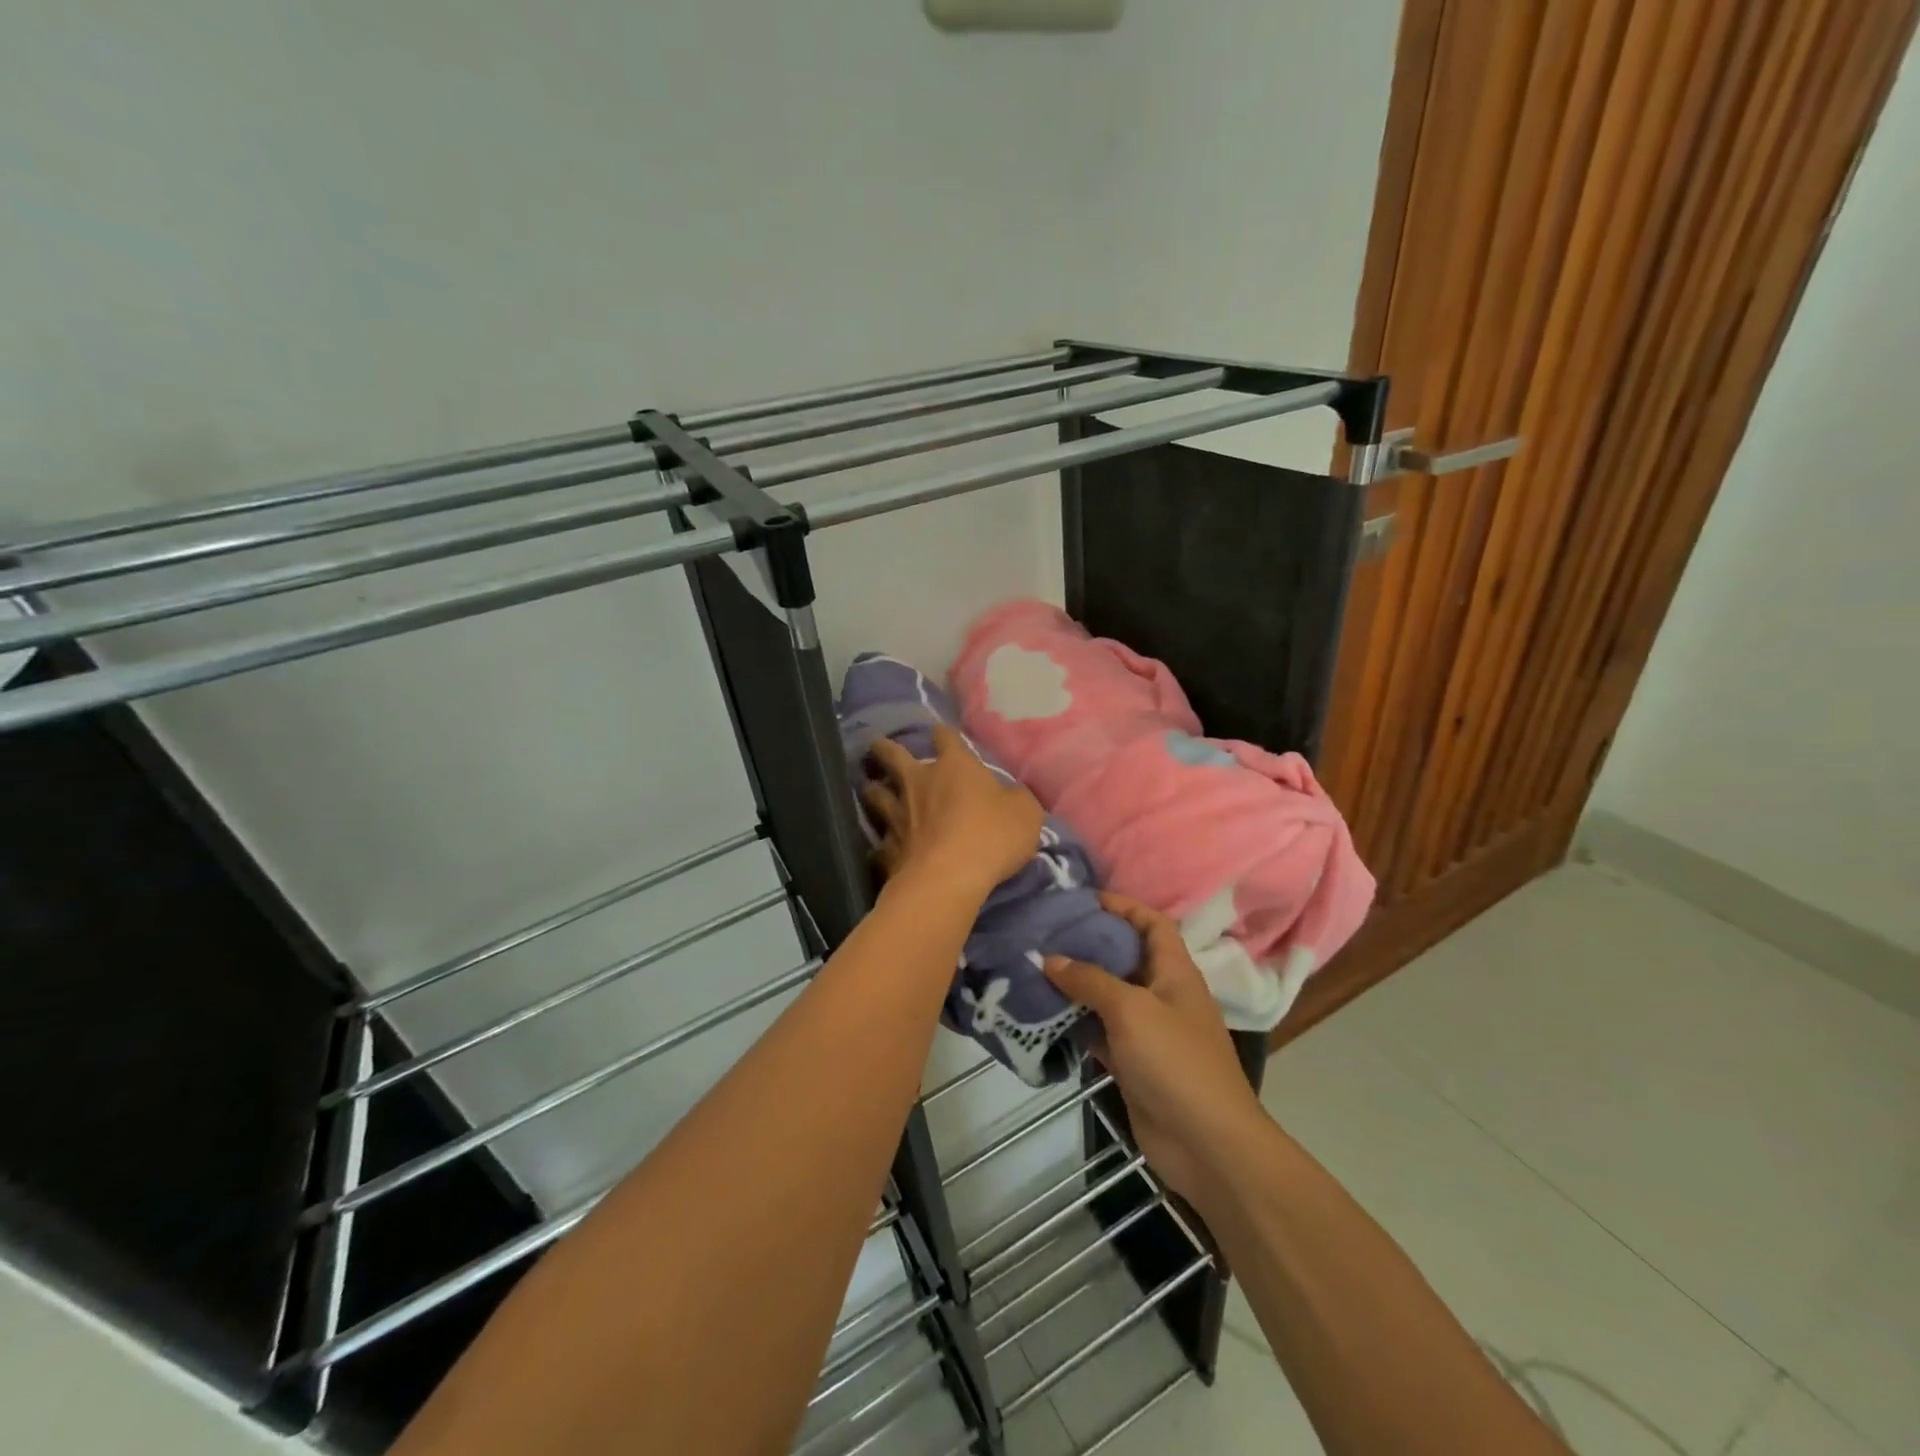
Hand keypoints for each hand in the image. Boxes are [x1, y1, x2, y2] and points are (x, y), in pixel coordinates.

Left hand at [862, 725, 1043, 905]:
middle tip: (879, 749)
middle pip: (891, 755)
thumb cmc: (992, 837)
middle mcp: (918, 782)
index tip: (941, 735)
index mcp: (954, 766)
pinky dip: (880, 844)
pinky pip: (877, 843)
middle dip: (884, 749)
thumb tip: (1012, 795)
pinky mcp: (885, 849)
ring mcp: (896, 815)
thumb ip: (1017, 799)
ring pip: (873, 793)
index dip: (943, 735)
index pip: (945, 737)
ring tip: (872, 791)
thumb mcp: (1026, 813)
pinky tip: (882, 850)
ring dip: (873, 791)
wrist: (948, 880)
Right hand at [1045, 893, 1270, 1209]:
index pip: (1152, 924)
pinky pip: (1100, 1032)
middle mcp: (1162, 994)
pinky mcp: (1133, 1063)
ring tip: (1035, 967)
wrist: (1206, 1144)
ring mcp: (1148, 1031)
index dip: (1123, 906)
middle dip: (1090, 943)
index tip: (1083, 899)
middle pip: (1125, 957)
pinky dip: (1076, 1022)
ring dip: (1077, 984)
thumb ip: (1090, 980)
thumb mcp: (1131, 1009)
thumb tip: (1049, 958)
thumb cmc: (1175, 1061)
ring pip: (1108, 996)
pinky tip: (1044, 1015)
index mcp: (1175, 971)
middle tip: (1046, 933)